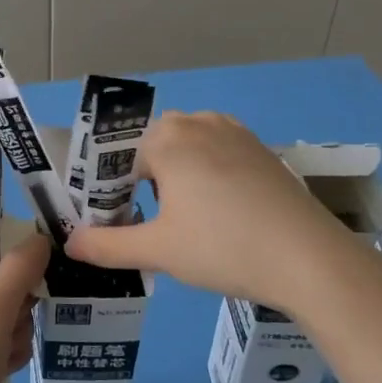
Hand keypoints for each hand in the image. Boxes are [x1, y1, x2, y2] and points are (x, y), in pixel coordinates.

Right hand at [65, 111, 347, 314]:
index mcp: (168, 139)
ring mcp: (234, 133)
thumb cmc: (224, 247)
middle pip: (153, 146)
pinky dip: (206, 172)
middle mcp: (199, 123)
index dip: (112, 192)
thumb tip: (70, 244)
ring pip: (186, 147)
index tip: (116, 223)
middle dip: (143, 179)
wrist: (310, 259)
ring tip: (182, 218)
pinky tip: (219, 210)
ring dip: (175, 174)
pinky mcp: (260, 150)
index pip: (121, 160)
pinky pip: (216, 151)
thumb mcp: (158, 251)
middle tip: (149, 222)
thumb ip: (106, 245)